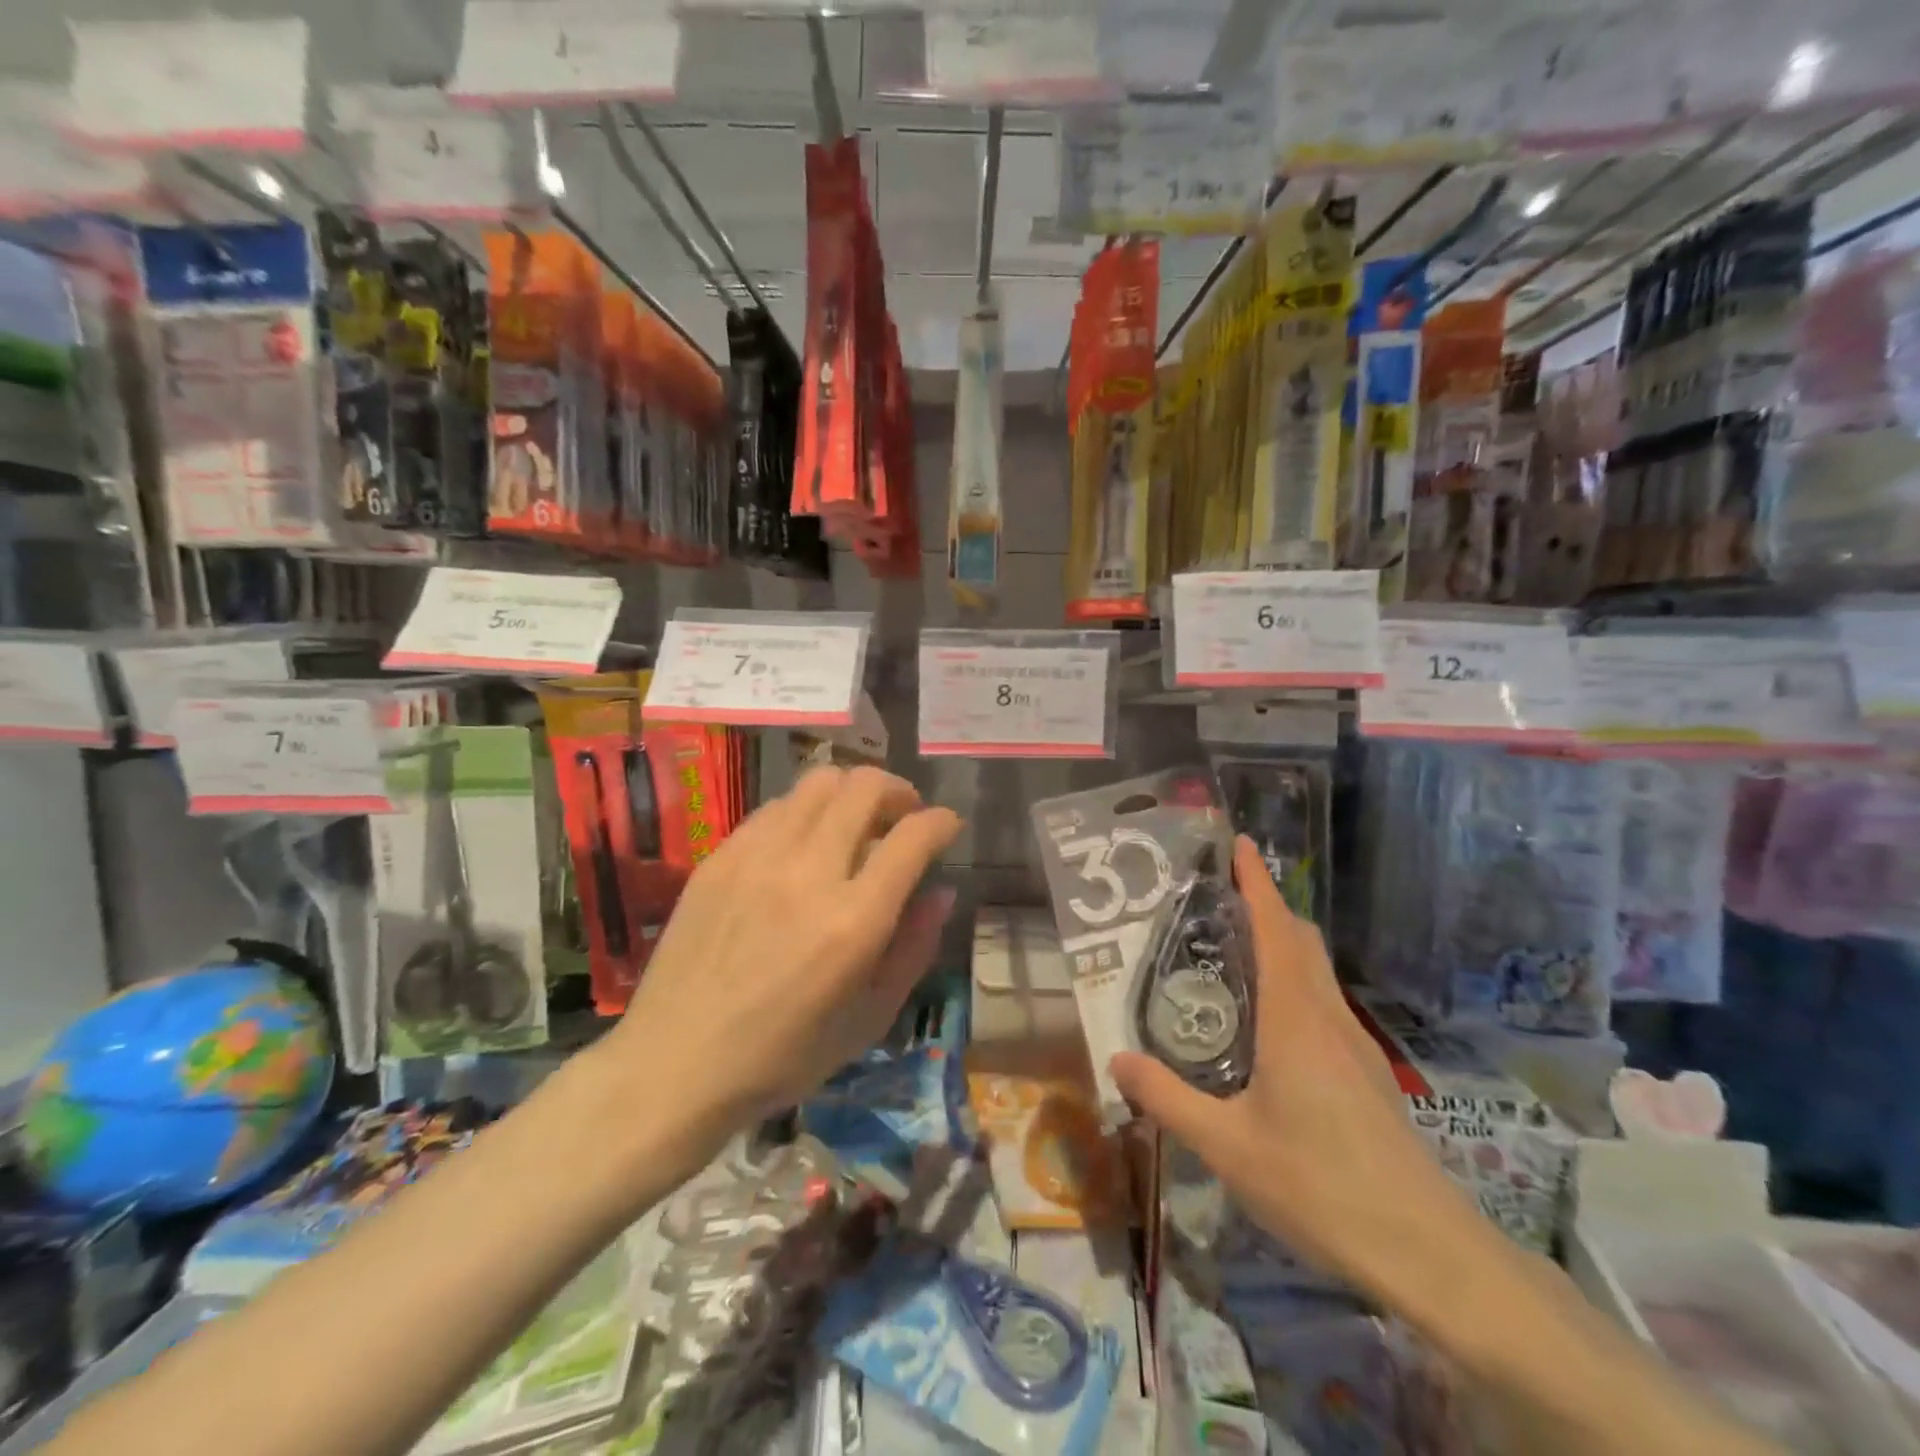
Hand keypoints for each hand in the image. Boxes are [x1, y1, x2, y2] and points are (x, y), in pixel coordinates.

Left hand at [602, 765, 961, 1153]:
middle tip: (903, 816)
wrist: (677, 1061)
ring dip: (852, 792)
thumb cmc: (785, 1054)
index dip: (942, 822)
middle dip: (899, 791)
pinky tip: (804, 842)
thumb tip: (941, 891)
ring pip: (819, 782)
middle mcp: (809, 872)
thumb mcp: (871, 1019)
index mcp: (855, 920)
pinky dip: (805, 811)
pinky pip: (776, 806)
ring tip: (855, 822)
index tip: (947, 826)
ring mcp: (758, 856)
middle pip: (865, 787)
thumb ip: (914, 948)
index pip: (913, 836)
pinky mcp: (721, 856)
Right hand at [1110, 836, 1487, 1305]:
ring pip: (1317, 971)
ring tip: (1237, 946)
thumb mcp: (1227, 1146)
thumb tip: (1118, 1059)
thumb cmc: (1320, 1185)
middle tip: (1221, 892)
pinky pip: (1324, 1002)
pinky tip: (1270, 1018)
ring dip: (1283, 941)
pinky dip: (1295, 979)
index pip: (1275, 930)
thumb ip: (1168, 1099)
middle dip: (1268, 904)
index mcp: (1294, 1019)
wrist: (1428, 1251)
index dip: (1257, 883)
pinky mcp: (1367, 1073)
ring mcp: (1355, 1045)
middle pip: (1302, 940)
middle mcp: (1327, 1018)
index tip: (1240, 843)